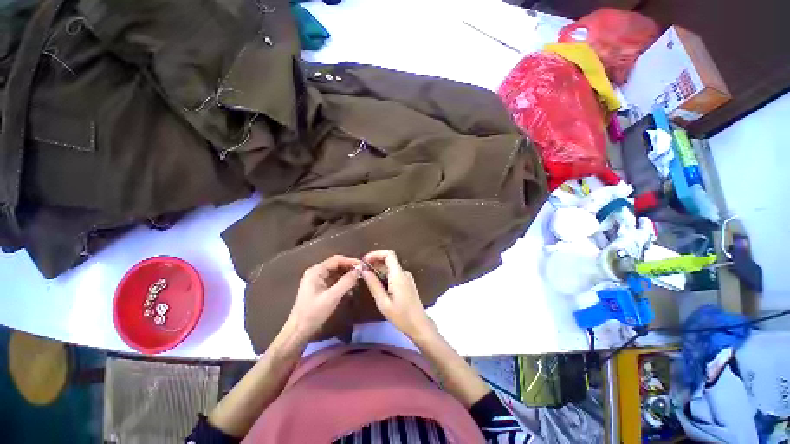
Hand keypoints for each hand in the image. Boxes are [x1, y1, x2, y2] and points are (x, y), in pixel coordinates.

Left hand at [286, 255, 361, 342]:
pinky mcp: (319, 288)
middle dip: (349, 269)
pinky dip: (342, 283)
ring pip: (336, 273)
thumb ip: (346, 282)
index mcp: (316, 271)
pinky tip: (350, 290)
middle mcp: (316, 272)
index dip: (350, 261)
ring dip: (347, 277)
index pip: (336, 260)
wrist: (299, 331)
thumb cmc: (314, 313)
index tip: (363, 266)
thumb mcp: (332, 297)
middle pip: (336, 265)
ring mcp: (317, 281)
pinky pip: (333, 281)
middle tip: (362, 274)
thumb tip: (359, 270)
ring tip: (358, 282)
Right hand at [360, 250, 435, 341]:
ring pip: (390, 267)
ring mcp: (407, 277)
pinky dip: (384, 275)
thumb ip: (373, 284)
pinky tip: (377, 285)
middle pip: (389, 260)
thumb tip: (364, 270)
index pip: (389, 254)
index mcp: (398, 275)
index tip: (364, 261)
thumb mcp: (383, 302)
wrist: (419, 325)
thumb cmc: (401, 316)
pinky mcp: (407, 283)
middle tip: (362, 272)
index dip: (375, 254)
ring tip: (367, 279)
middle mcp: (404, 273)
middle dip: (375, 262)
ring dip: (379, 270)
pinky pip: (394, 274)